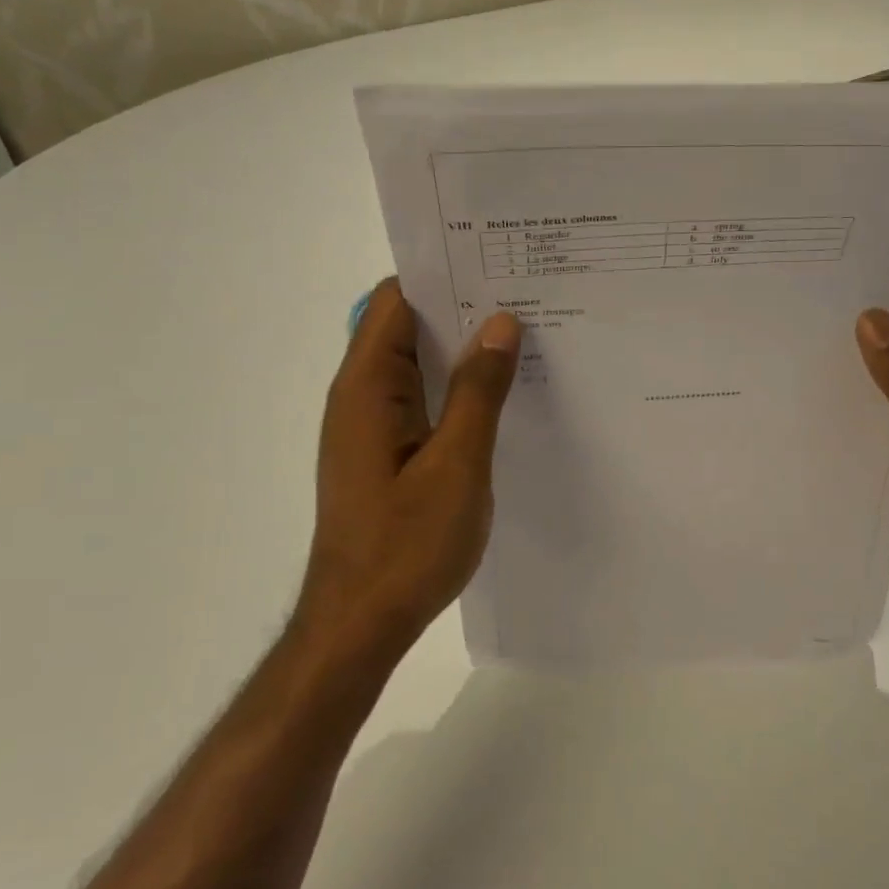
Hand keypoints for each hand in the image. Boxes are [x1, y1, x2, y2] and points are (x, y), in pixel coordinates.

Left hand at [297, 280, 520, 659]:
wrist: (360, 623)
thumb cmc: (406, 545)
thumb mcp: (457, 464)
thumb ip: (478, 391)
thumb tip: (500, 323)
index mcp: (367, 387)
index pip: (396, 300)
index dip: (443, 275)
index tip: (498, 264)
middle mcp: (360, 397)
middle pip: (407, 328)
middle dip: (462, 309)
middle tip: (528, 297)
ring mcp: (371, 427)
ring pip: (417, 366)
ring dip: (461, 351)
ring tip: (526, 337)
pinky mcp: (384, 454)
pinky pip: (420, 401)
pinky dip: (455, 388)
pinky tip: (501, 395)